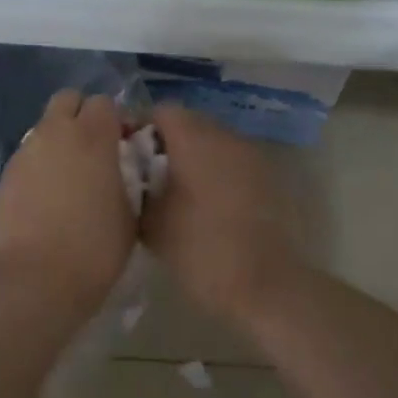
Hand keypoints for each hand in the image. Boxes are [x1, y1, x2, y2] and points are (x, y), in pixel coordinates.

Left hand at [0, 90, 135, 315]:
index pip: (105, 102)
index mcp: (93, 136)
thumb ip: (128, 179)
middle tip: (94, 149)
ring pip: (45, 126)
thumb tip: (121, 170)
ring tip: (70, 177)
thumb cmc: (94, 249)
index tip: (124, 145)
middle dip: (82, 114)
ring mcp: (26, 151)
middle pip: (68, 99)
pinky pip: (29, 155)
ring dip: (60, 139)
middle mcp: (56, 132)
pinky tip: (47, 197)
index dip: (116, 120)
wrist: (32, 280)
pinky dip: (41, 164)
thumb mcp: (130, 215)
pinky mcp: (5, 173)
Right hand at [141, 103, 303, 324]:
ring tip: (178, 193)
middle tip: (150, 177)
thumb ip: (135, 188)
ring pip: (213, 142)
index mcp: (194, 139)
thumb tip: (130, 174)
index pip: (161, 111)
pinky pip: (232, 162)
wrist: (268, 286)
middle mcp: (225, 136)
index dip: (141, 128)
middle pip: (189, 122)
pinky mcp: (268, 177)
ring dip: (194, 157)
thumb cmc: (201, 251)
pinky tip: (208, 207)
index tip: (129, 157)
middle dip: (167, 143)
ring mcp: (251, 155)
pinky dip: (217, 173)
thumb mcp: (151, 224)